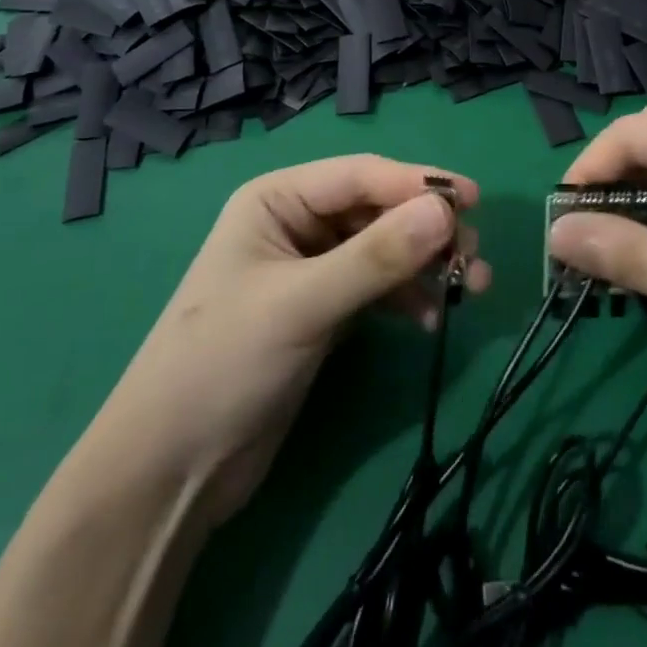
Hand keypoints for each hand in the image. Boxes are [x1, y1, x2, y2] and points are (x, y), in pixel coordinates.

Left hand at [90, 155, 492, 525]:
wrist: (171, 471)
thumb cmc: (223, 364)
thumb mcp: (302, 304)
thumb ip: (375, 258)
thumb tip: (445, 211)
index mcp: (278, 198)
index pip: (361, 175)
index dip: (418, 183)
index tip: (474, 201)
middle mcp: (297, 222)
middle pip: (378, 209)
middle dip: (427, 229)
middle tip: (475, 256)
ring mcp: (312, 267)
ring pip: (384, 248)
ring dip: (426, 263)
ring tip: (471, 286)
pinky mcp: (324, 310)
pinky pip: (378, 287)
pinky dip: (408, 297)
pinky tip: (431, 320)